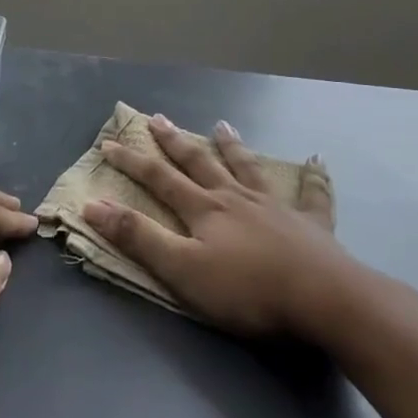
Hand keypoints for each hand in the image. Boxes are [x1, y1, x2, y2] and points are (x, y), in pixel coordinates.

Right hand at [82, 115, 357, 339]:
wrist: (324, 298)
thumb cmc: (247, 290)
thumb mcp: (181, 270)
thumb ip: (138, 237)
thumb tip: (93, 204)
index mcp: (204, 209)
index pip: (159, 178)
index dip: (132, 161)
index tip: (109, 143)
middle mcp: (236, 198)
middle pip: (199, 164)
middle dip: (175, 142)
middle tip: (157, 118)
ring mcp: (276, 207)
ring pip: (248, 169)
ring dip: (232, 147)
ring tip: (222, 126)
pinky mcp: (312, 225)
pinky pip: (312, 195)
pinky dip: (313, 178)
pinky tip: (316, 161)